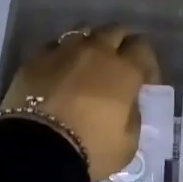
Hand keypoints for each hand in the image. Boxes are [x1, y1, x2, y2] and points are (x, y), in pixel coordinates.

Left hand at [0, 25, 158, 181]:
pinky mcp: (35, 59)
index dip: (147, 63)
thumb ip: (133, 116)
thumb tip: (128, 104)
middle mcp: (96, 51)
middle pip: (114, 30)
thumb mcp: (128, 143)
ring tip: (87, 65)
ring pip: (83, 32)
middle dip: (120, 44)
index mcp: (124, 70)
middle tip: (117, 66)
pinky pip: (55, 46)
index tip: (143, 82)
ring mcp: (63, 51)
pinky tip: (59, 72)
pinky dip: (62, 55)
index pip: (143, 47)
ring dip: (90, 44)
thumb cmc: (90, 149)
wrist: (36, 151)